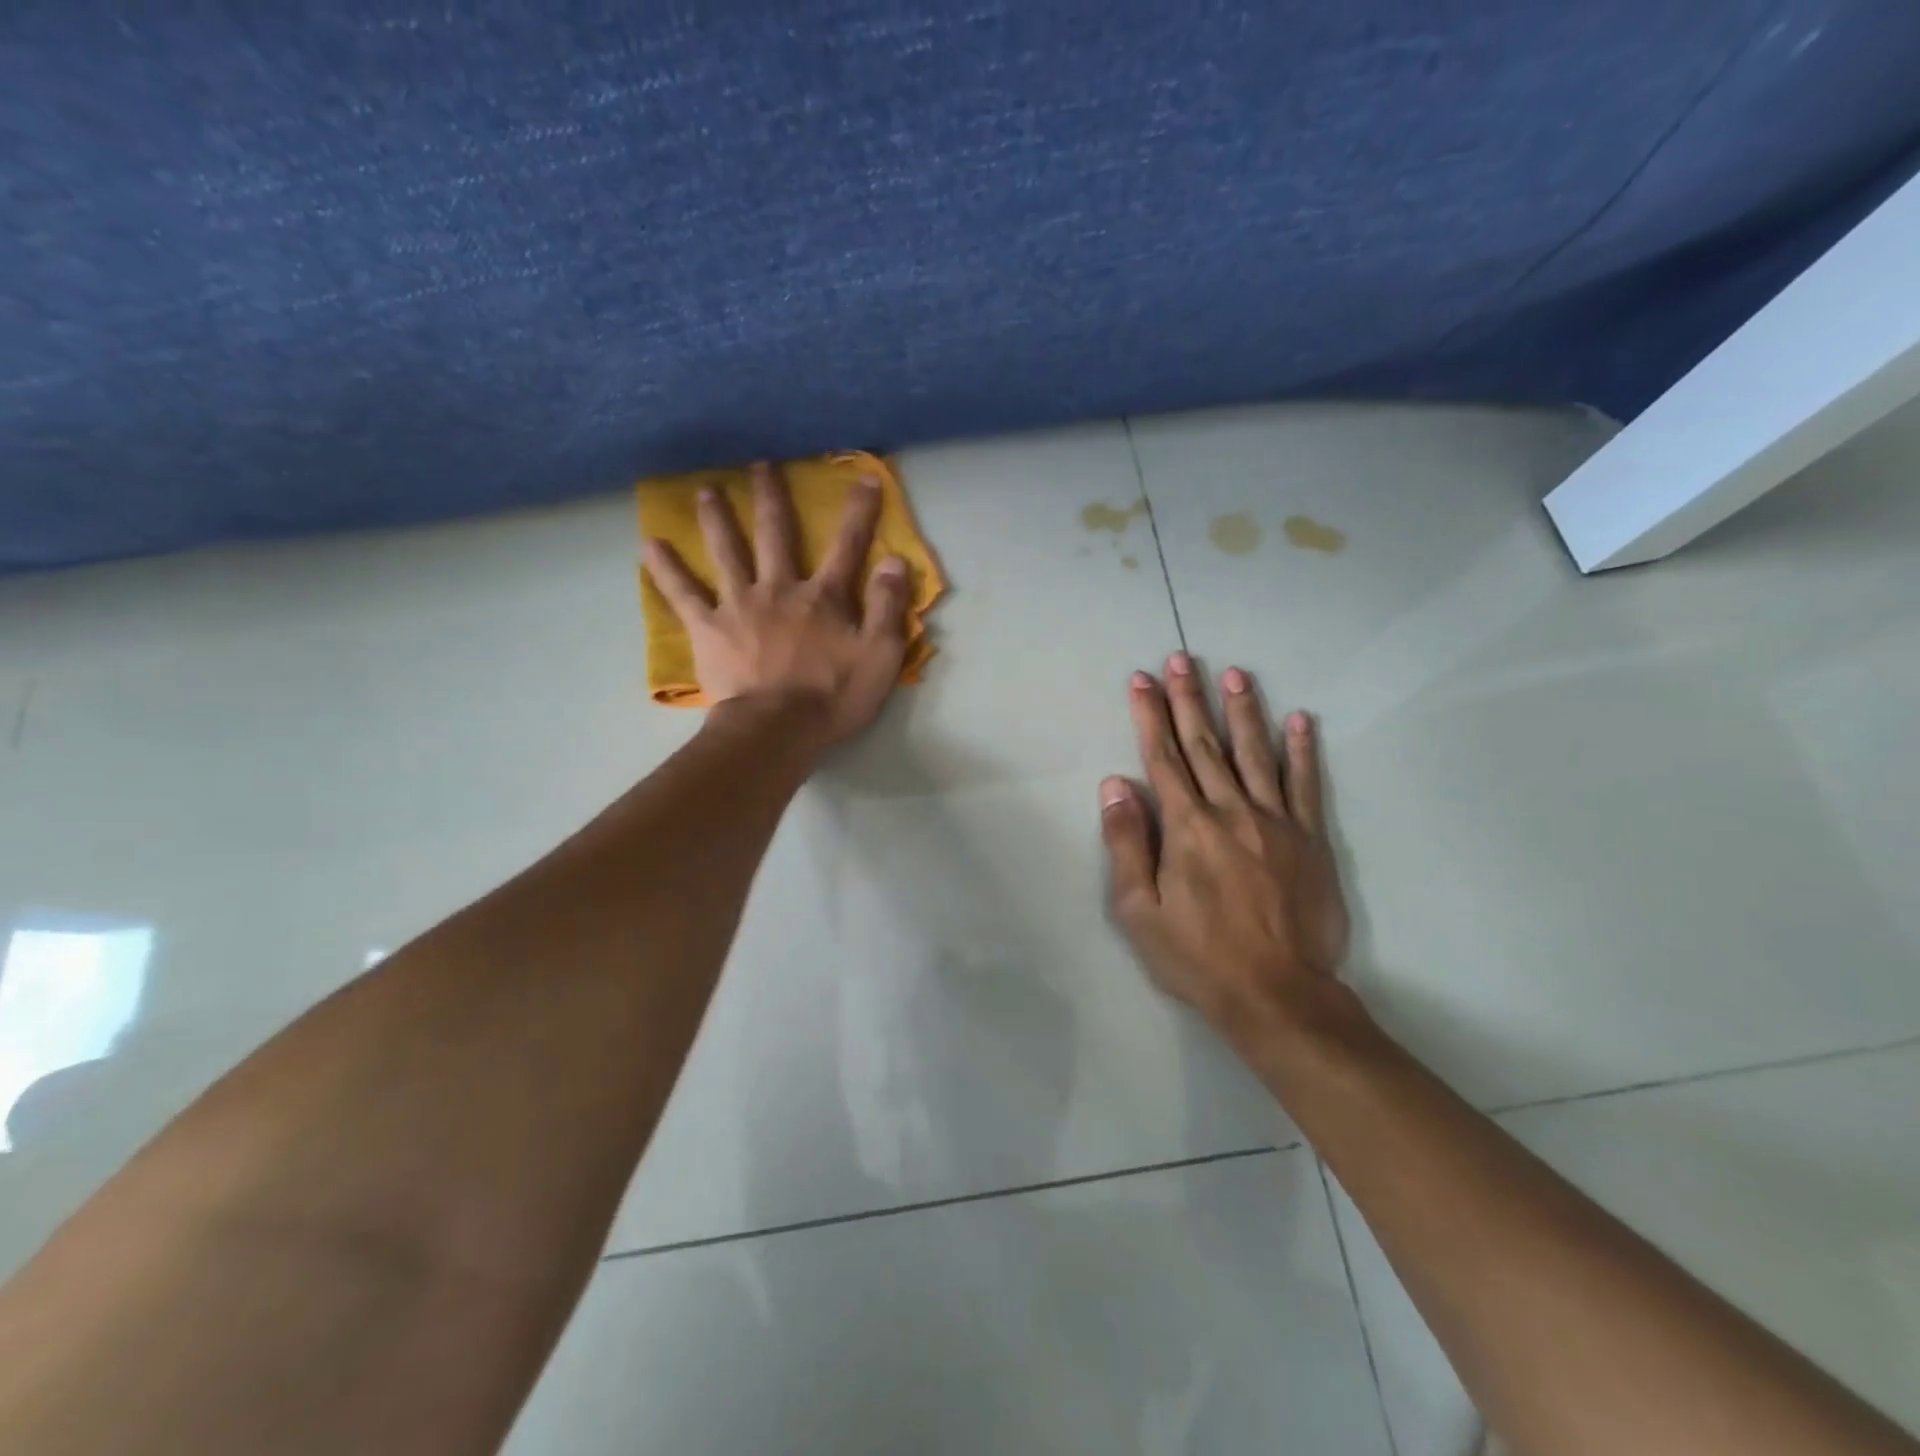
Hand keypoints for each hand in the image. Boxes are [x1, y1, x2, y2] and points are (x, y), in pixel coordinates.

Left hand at [643, 461, 911, 745]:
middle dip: (771, 497)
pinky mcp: (708, 629)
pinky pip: (683, 594)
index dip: (859, 512)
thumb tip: (893, 560)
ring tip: (705, 490)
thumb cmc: (833, 698)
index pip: (847, 546)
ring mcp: (739, 606)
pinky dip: (666, 569)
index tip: (863, 477)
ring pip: (727, 551)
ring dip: (717, 518)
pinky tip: (650, 544)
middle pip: (775, 534)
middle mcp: (779, 589)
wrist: (777, 730)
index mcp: (823, 597)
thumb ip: (889, 607)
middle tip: (760, 465)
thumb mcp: (881, 657)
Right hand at [1100, 655, 1349, 1044]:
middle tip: (1182, 658)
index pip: (1162, 757)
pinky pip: (1305, 784)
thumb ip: (1127, 844)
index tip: (1142, 679)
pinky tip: (1301, 719)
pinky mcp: (1310, 839)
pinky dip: (1302, 749)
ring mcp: (1275, 822)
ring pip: (1255, 753)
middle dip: (1190, 698)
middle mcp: (1230, 811)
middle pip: (1205, 744)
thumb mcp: (1139, 911)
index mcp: (1186, 827)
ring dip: (1243, 710)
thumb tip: (1116, 785)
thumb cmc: (1197, 956)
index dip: (1150, 715)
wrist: (1278, 994)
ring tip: (1235, 673)